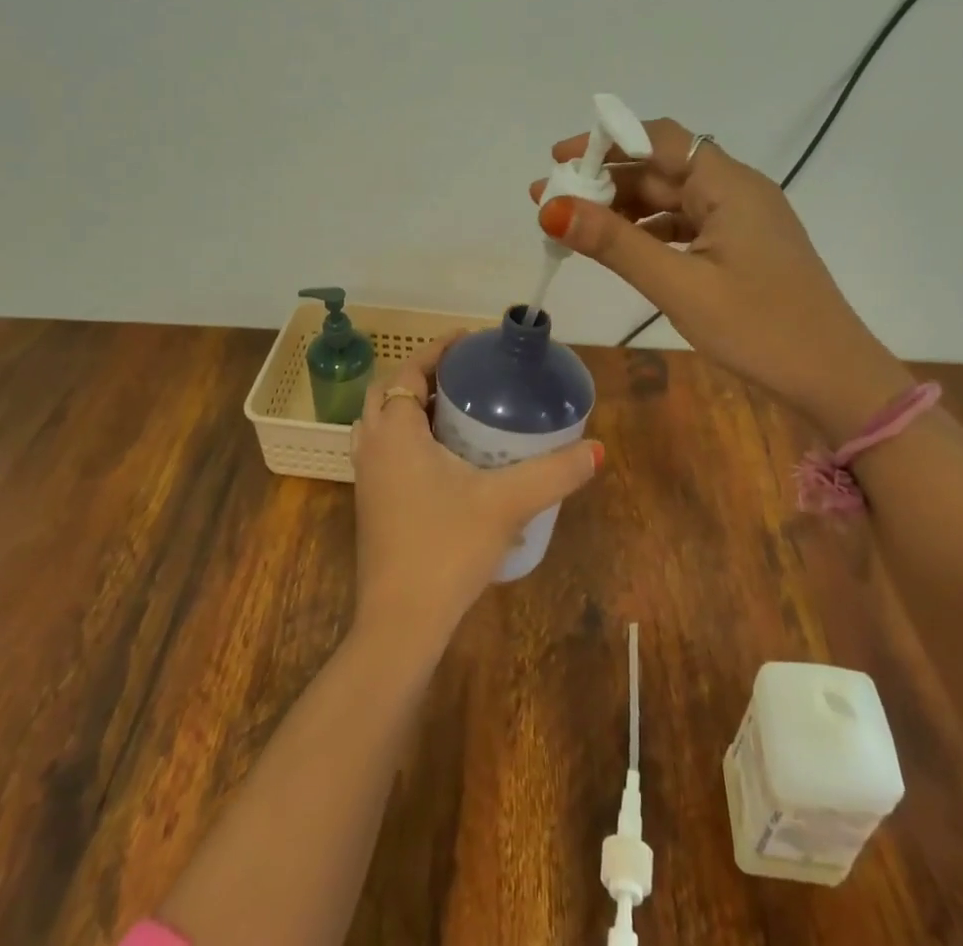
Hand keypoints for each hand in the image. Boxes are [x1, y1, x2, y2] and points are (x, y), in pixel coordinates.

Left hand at [349, 333, 600, 654]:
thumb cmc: (446, 549)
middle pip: (389, 392)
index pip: (409, 371)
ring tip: (453, 410)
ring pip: (381, 423)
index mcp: (395, 432)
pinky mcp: (372, 504)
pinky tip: (443, 459)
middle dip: (422, 375)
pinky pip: (384, 451)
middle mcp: (373, 447)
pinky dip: (406, 437)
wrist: (401, 622)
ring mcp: (367, 478)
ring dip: (410, 407)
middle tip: (462, 375)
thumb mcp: (506, 504)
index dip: (436, 350)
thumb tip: (596, 449)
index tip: (467, 340)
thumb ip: (553, 473)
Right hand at [531, 119, 912, 442]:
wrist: (836, 380)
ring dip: (624, 208)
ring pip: (671, 198)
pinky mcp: (742, 247)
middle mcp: (736, 190)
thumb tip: (552, 208)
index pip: (658, 138)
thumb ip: (616, 244)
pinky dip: (649, 231)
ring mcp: (742, 220)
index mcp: (728, 185)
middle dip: (605, 180)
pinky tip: (621, 249)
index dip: (605, 140)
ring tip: (575, 227)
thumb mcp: (679, 286)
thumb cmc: (761, 329)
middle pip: (661, 167)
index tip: (558, 159)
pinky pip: (686, 224)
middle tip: (552, 202)